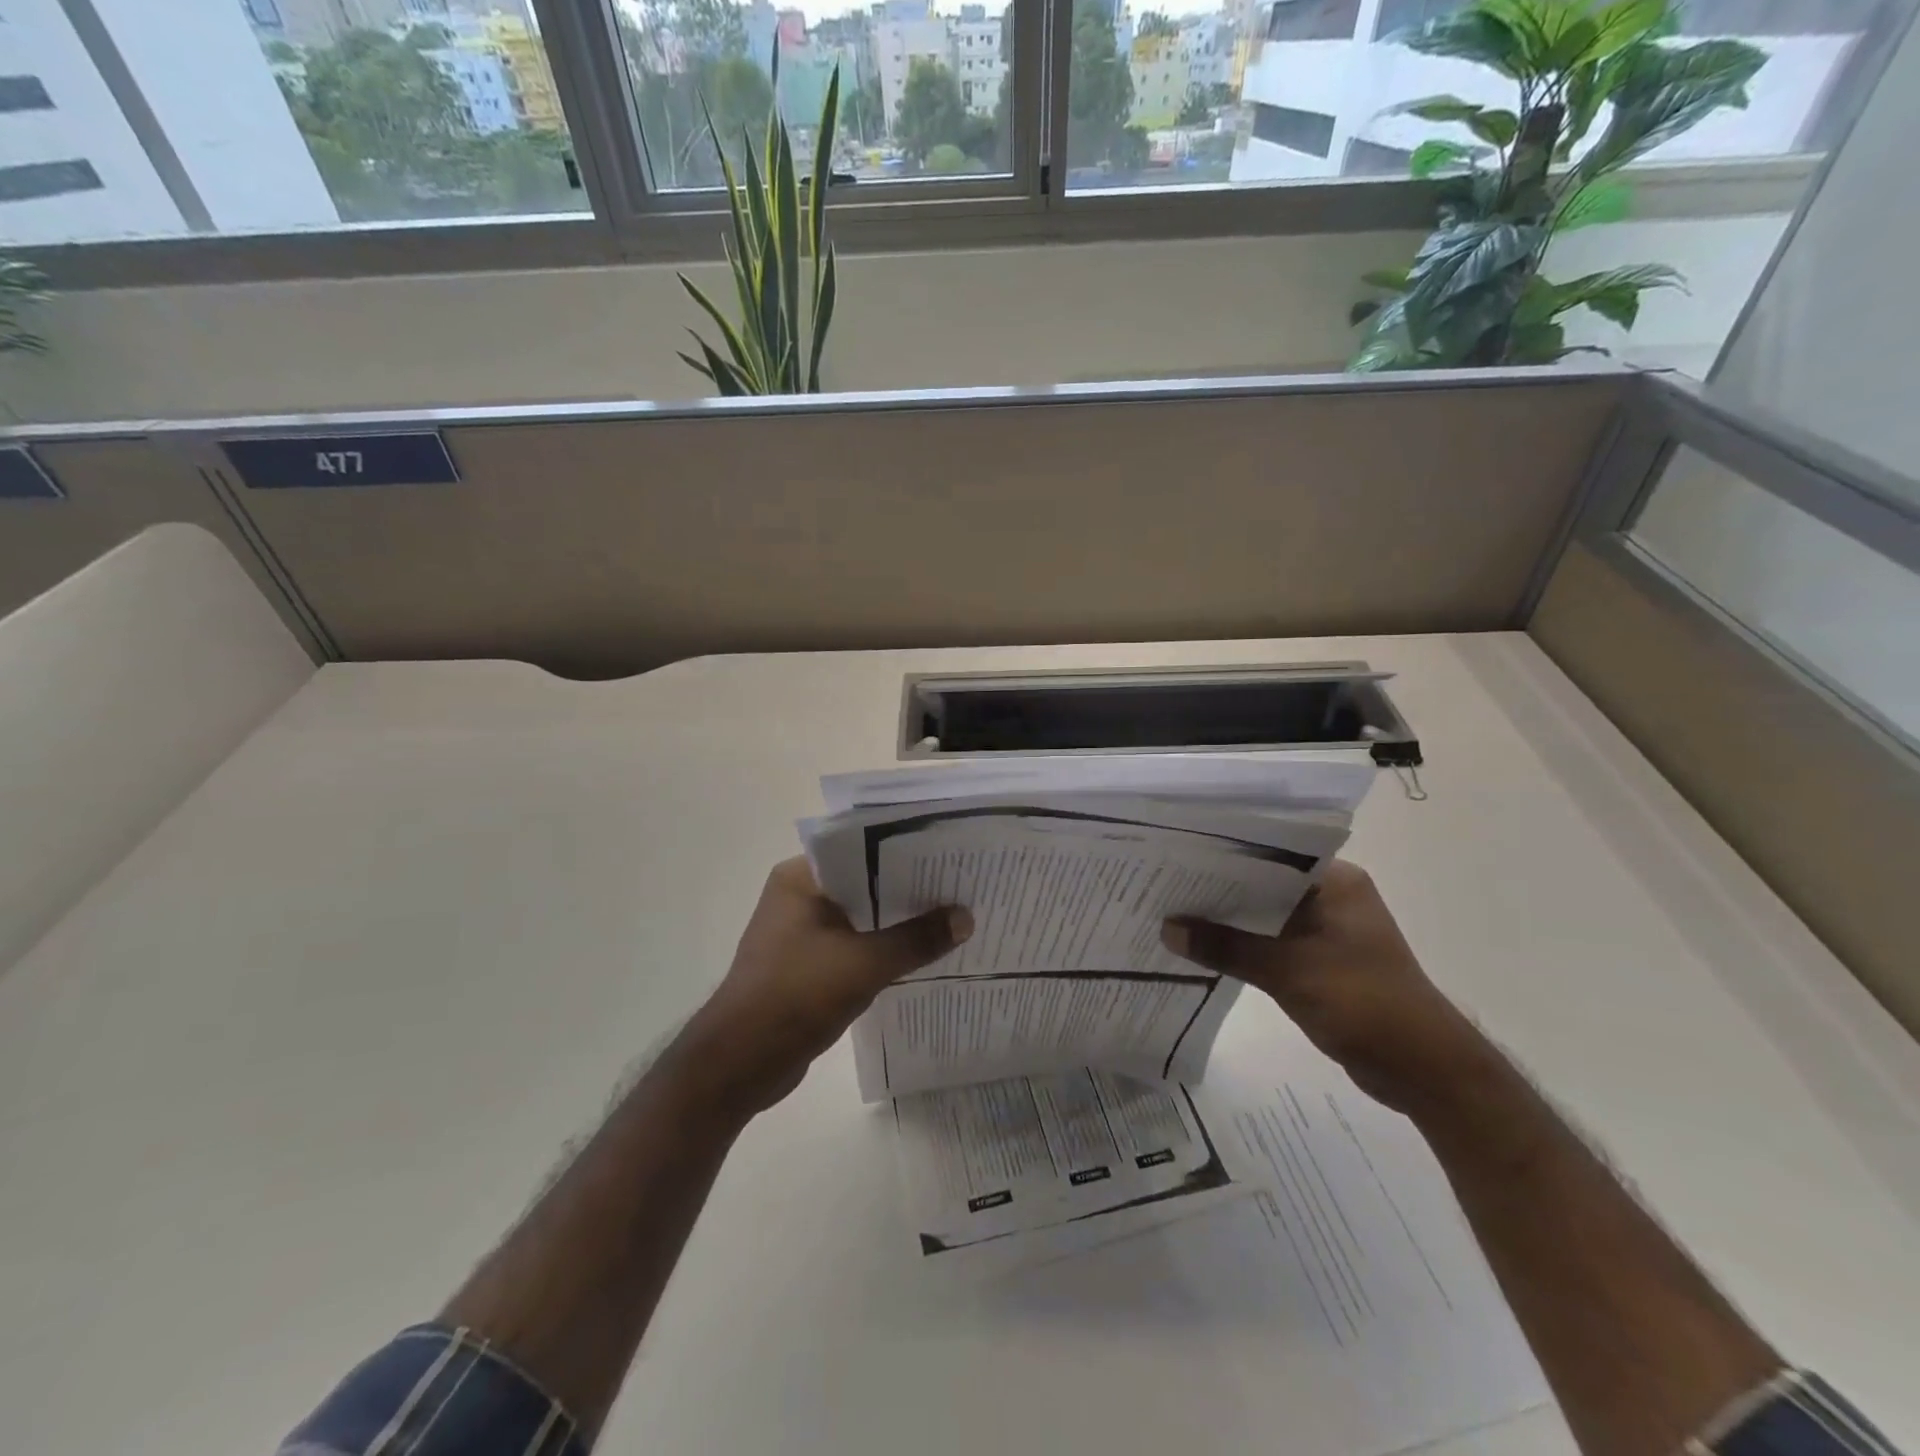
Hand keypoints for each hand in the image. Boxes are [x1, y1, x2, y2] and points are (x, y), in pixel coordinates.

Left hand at [677, 858, 971, 1119]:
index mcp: (800, 878)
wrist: (739, 1064)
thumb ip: (916, 939)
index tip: (948, 853)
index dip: (906, 851)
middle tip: (960, 885)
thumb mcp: (865, 964)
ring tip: (951, 917)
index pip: (861, 848)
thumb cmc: (796, 996)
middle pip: (864, 883)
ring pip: (861, 916)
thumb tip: (966, 917)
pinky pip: (854, 944)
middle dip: (909, 889)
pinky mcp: (806, 964)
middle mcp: (798, 896)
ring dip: (898, 921)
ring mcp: (801, 931)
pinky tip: (920, 954)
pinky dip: (882, 948)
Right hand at [1162, 860, 1492, 1116]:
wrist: (1423, 1070)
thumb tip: (1167, 929)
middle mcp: (1331, 897)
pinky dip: (1243, 945)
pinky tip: (1204, 947)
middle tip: (1163, 883)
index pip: (1269, 854)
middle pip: (1263, 885)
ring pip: (1265, 916)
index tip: (1176, 855)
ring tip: (1172, 913)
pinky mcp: (1321, 961)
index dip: (1222, 856)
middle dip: (1218, 889)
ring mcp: (1327, 930)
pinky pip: (1271, 943)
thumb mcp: (1287, 971)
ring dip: (1228, 920)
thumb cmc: (1362, 1003)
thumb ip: (1226, 947)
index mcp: (1335, 882)